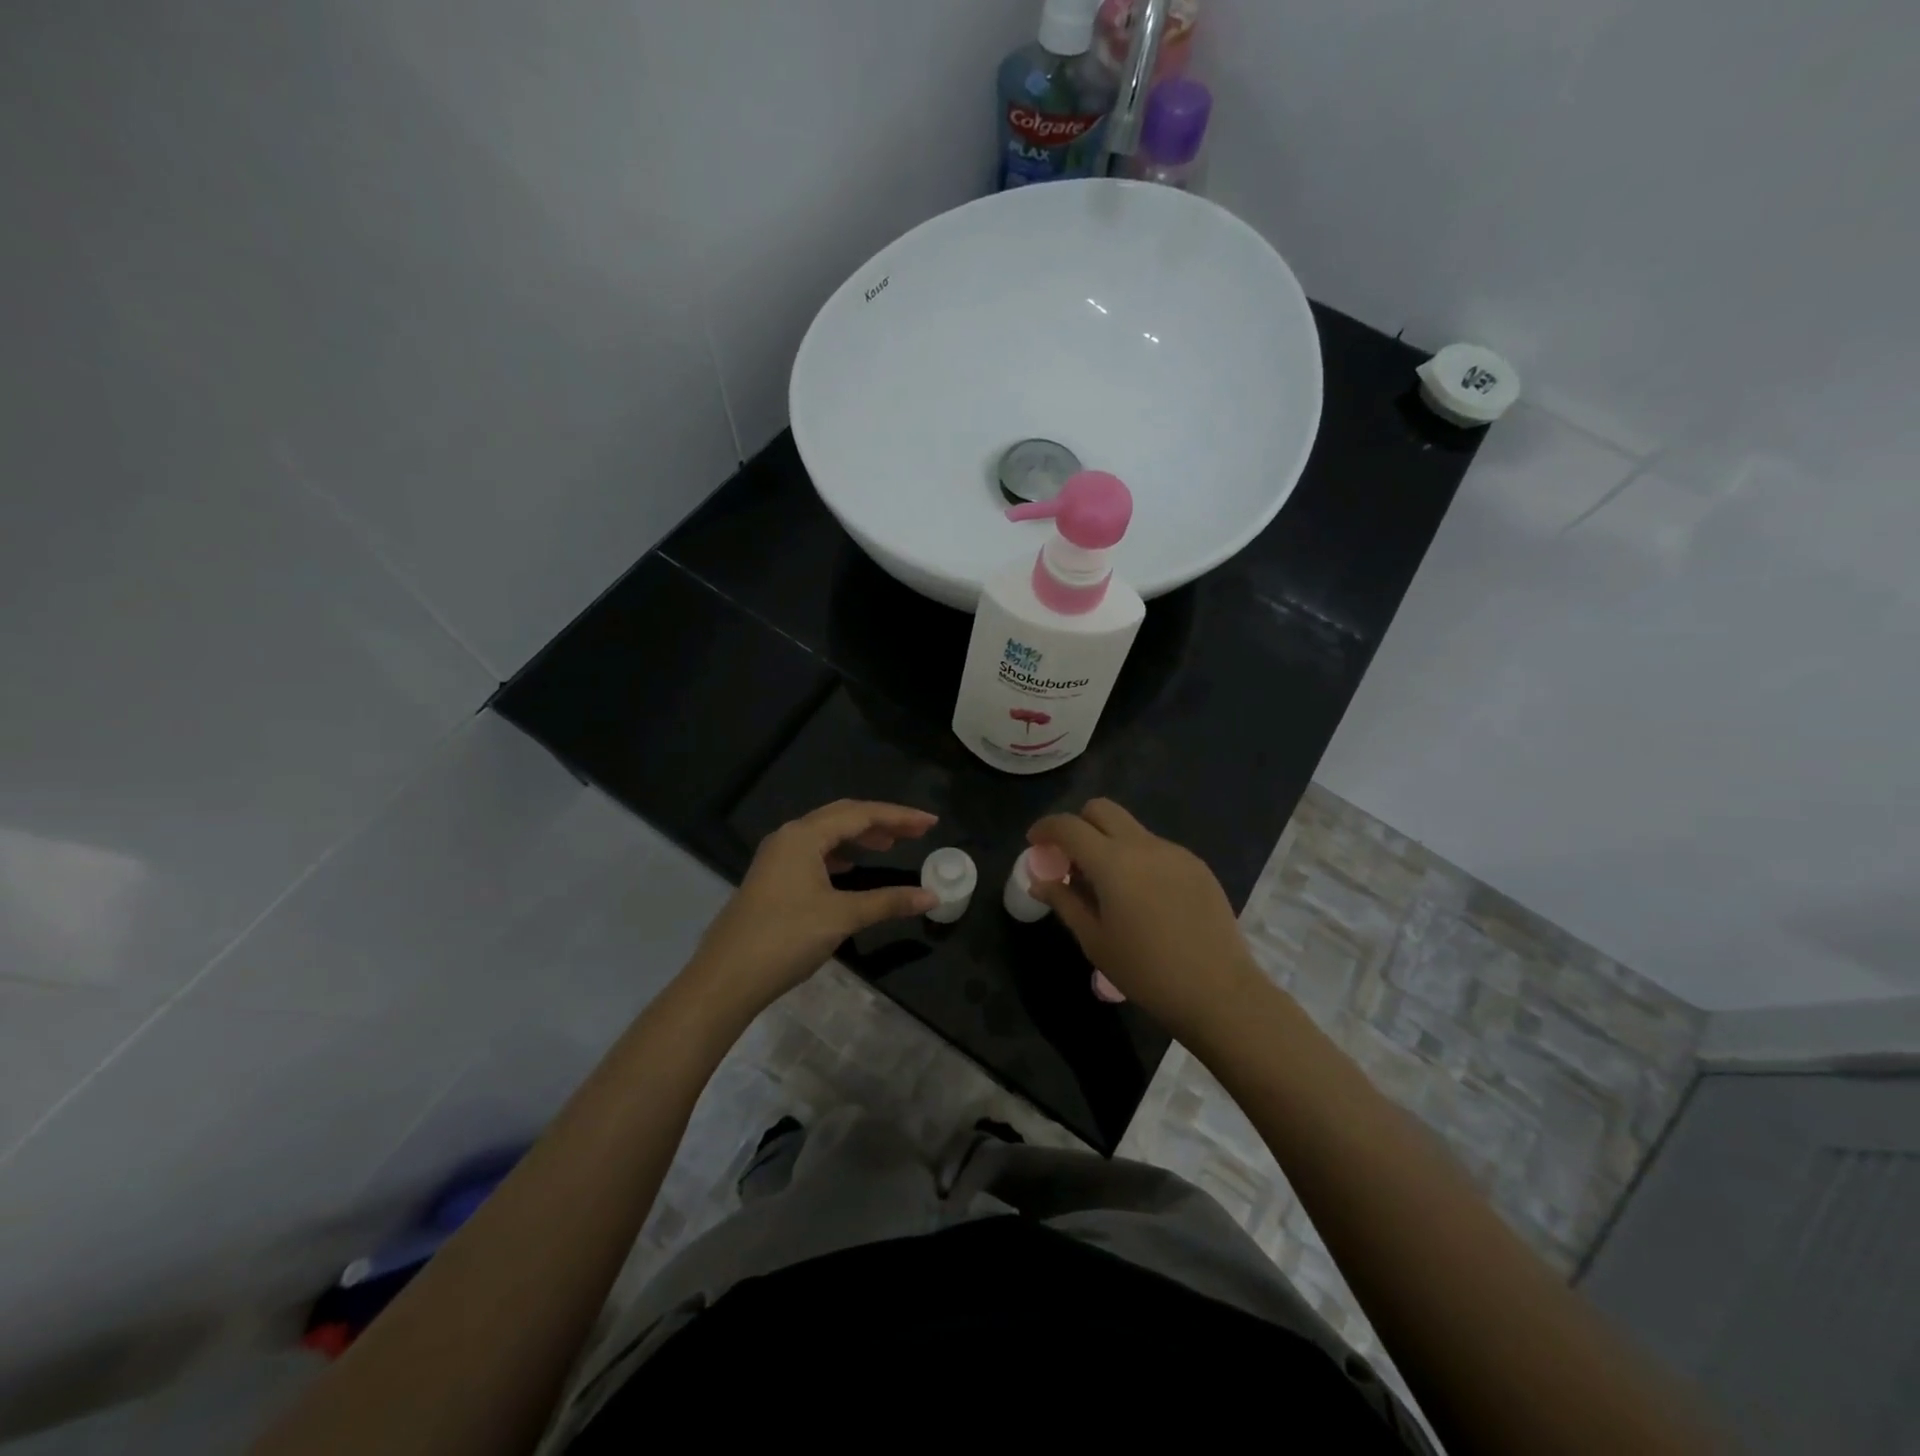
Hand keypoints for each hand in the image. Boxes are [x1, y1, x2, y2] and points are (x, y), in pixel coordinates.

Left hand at [686, 800, 938, 1015]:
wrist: (725, 978)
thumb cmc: (785, 938)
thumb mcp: (842, 917)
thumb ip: (888, 902)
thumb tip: (931, 897)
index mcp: (804, 835)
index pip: (860, 814)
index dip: (899, 816)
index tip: (930, 823)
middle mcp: (789, 837)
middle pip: (842, 817)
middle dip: (881, 822)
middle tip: (916, 831)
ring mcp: (777, 858)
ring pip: (826, 835)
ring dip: (859, 837)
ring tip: (890, 845)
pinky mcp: (773, 879)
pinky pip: (814, 853)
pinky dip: (840, 855)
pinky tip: (852, 868)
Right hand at [1028, 799, 1264, 1038]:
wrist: (1218, 991)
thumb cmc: (1146, 971)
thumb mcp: (1095, 940)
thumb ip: (1065, 902)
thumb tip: (1040, 882)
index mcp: (1112, 862)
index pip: (1068, 826)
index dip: (1045, 828)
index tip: (1034, 843)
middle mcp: (1143, 845)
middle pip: (1101, 810)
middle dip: (1078, 824)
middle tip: (1070, 858)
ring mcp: (1174, 852)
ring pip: (1130, 829)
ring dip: (1109, 843)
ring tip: (1108, 887)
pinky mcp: (1196, 866)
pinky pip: (1156, 848)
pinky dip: (1137, 859)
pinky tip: (1143, 898)